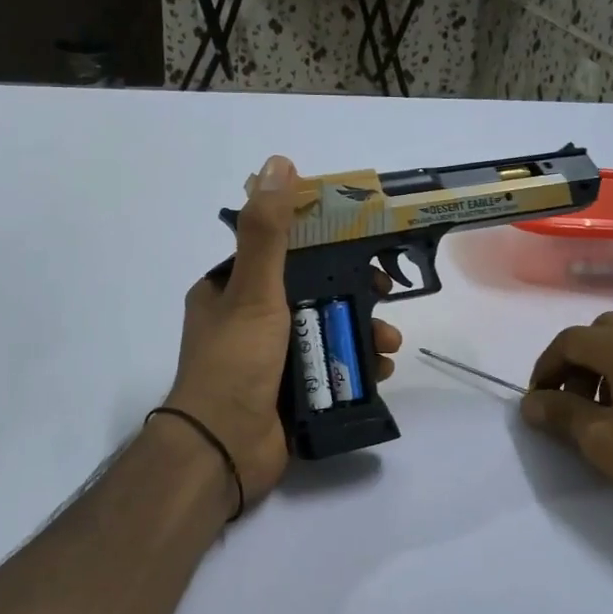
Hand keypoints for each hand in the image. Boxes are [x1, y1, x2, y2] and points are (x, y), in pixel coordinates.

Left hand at [165, 154, 401, 507]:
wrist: (223, 449)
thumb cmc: (235, 362)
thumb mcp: (253, 290)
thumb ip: (269, 233)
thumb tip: (278, 164)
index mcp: (228, 292)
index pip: (280, 256)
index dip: (323, 249)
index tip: (360, 250)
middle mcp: (246, 323)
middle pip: (310, 296)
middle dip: (353, 296)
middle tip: (386, 295)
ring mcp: (269, 362)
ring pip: (325, 334)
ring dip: (362, 333)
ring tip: (389, 344)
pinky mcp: (289, 394)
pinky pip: (329, 371)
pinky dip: (357, 368)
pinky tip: (380, 371)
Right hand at [520, 312, 612, 571]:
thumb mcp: (601, 441)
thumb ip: (561, 414)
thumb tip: (531, 402)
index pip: (572, 339)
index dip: (545, 367)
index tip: (536, 403)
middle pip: (603, 332)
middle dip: (576, 362)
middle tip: (567, 402)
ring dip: (605, 370)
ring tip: (599, 415)